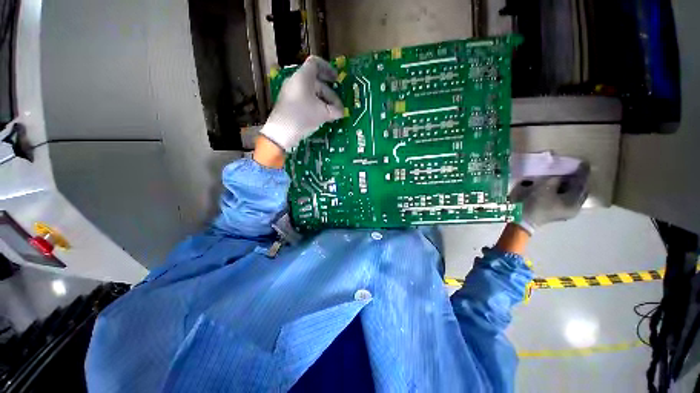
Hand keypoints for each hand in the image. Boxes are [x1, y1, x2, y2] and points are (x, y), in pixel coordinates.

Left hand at [261, 56, 343, 151]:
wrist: (281, 132)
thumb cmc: (303, 116)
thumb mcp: (323, 113)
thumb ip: (335, 110)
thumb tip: (341, 112)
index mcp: (303, 77)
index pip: (315, 63)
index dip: (328, 69)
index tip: (337, 79)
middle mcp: (295, 81)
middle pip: (316, 82)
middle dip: (329, 94)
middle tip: (337, 106)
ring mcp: (290, 92)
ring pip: (311, 92)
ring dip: (323, 101)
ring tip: (331, 114)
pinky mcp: (288, 103)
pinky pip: (305, 99)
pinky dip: (315, 105)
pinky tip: (321, 116)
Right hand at [510, 163, 589, 233]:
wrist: (521, 218)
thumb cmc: (535, 202)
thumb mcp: (545, 186)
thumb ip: (556, 178)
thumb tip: (559, 174)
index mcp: (575, 203)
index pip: (582, 185)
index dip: (582, 173)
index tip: (584, 162)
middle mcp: (573, 208)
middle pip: (578, 190)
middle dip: (575, 180)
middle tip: (573, 169)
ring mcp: (563, 211)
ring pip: (569, 194)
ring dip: (567, 185)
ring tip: (563, 176)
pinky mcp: (554, 212)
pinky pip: (561, 198)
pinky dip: (560, 191)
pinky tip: (555, 185)